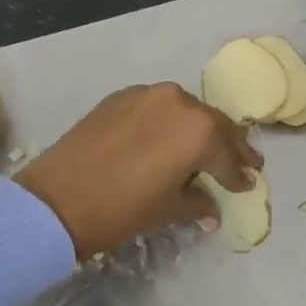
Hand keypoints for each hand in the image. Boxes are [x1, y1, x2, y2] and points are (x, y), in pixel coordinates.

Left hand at [16, 84, 261, 259]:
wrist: (56, 199)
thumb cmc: (122, 209)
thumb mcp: (168, 210)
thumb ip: (198, 203)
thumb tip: (213, 209)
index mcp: (199, 131)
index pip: (228, 155)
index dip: (239, 174)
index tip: (249, 182)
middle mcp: (179, 102)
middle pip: (213, 124)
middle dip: (228, 145)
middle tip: (244, 161)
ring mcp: (147, 95)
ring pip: (186, 110)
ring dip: (198, 129)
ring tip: (205, 148)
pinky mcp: (121, 97)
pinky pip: (157, 106)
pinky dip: (169, 121)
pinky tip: (167, 137)